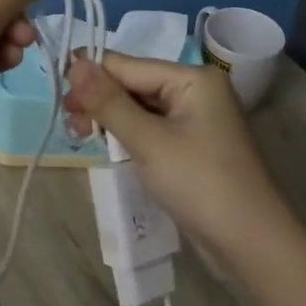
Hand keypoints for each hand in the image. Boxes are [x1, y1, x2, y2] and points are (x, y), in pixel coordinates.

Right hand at [64, 52, 291, 258]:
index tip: (54, 87)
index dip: (91, 74)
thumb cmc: (200, 183)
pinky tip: (105, 144)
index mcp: (193, 77)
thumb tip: (74, 62)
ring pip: (140, 108)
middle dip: (99, 99)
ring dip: (110, 119)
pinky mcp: (192, 146)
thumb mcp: (148, 140)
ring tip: (79, 135)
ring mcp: (196, 119)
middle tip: (66, 120)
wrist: (251, 244)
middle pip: (134, 84)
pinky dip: (128, 135)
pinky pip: (152, 129)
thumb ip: (109, 102)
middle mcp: (196, 90)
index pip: (129, 65)